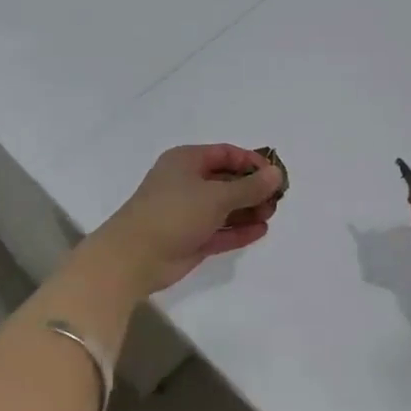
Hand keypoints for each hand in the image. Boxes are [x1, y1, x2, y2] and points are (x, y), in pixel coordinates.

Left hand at [77, 144, 283, 298]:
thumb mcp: (216, 196)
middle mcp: (187, 182)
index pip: (225, 154)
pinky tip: (260, 231)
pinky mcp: (190, 238)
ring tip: (271, 215)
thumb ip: (249, 187)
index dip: (251, 162)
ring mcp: (188, 212)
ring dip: (248, 210)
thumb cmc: (174, 213)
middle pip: (227, 180)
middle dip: (253, 189)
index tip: (275, 175)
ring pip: (224, 207)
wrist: (134, 257)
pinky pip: (220, 230)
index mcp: (186, 161)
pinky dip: (238, 230)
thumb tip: (276, 174)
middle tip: (277, 199)